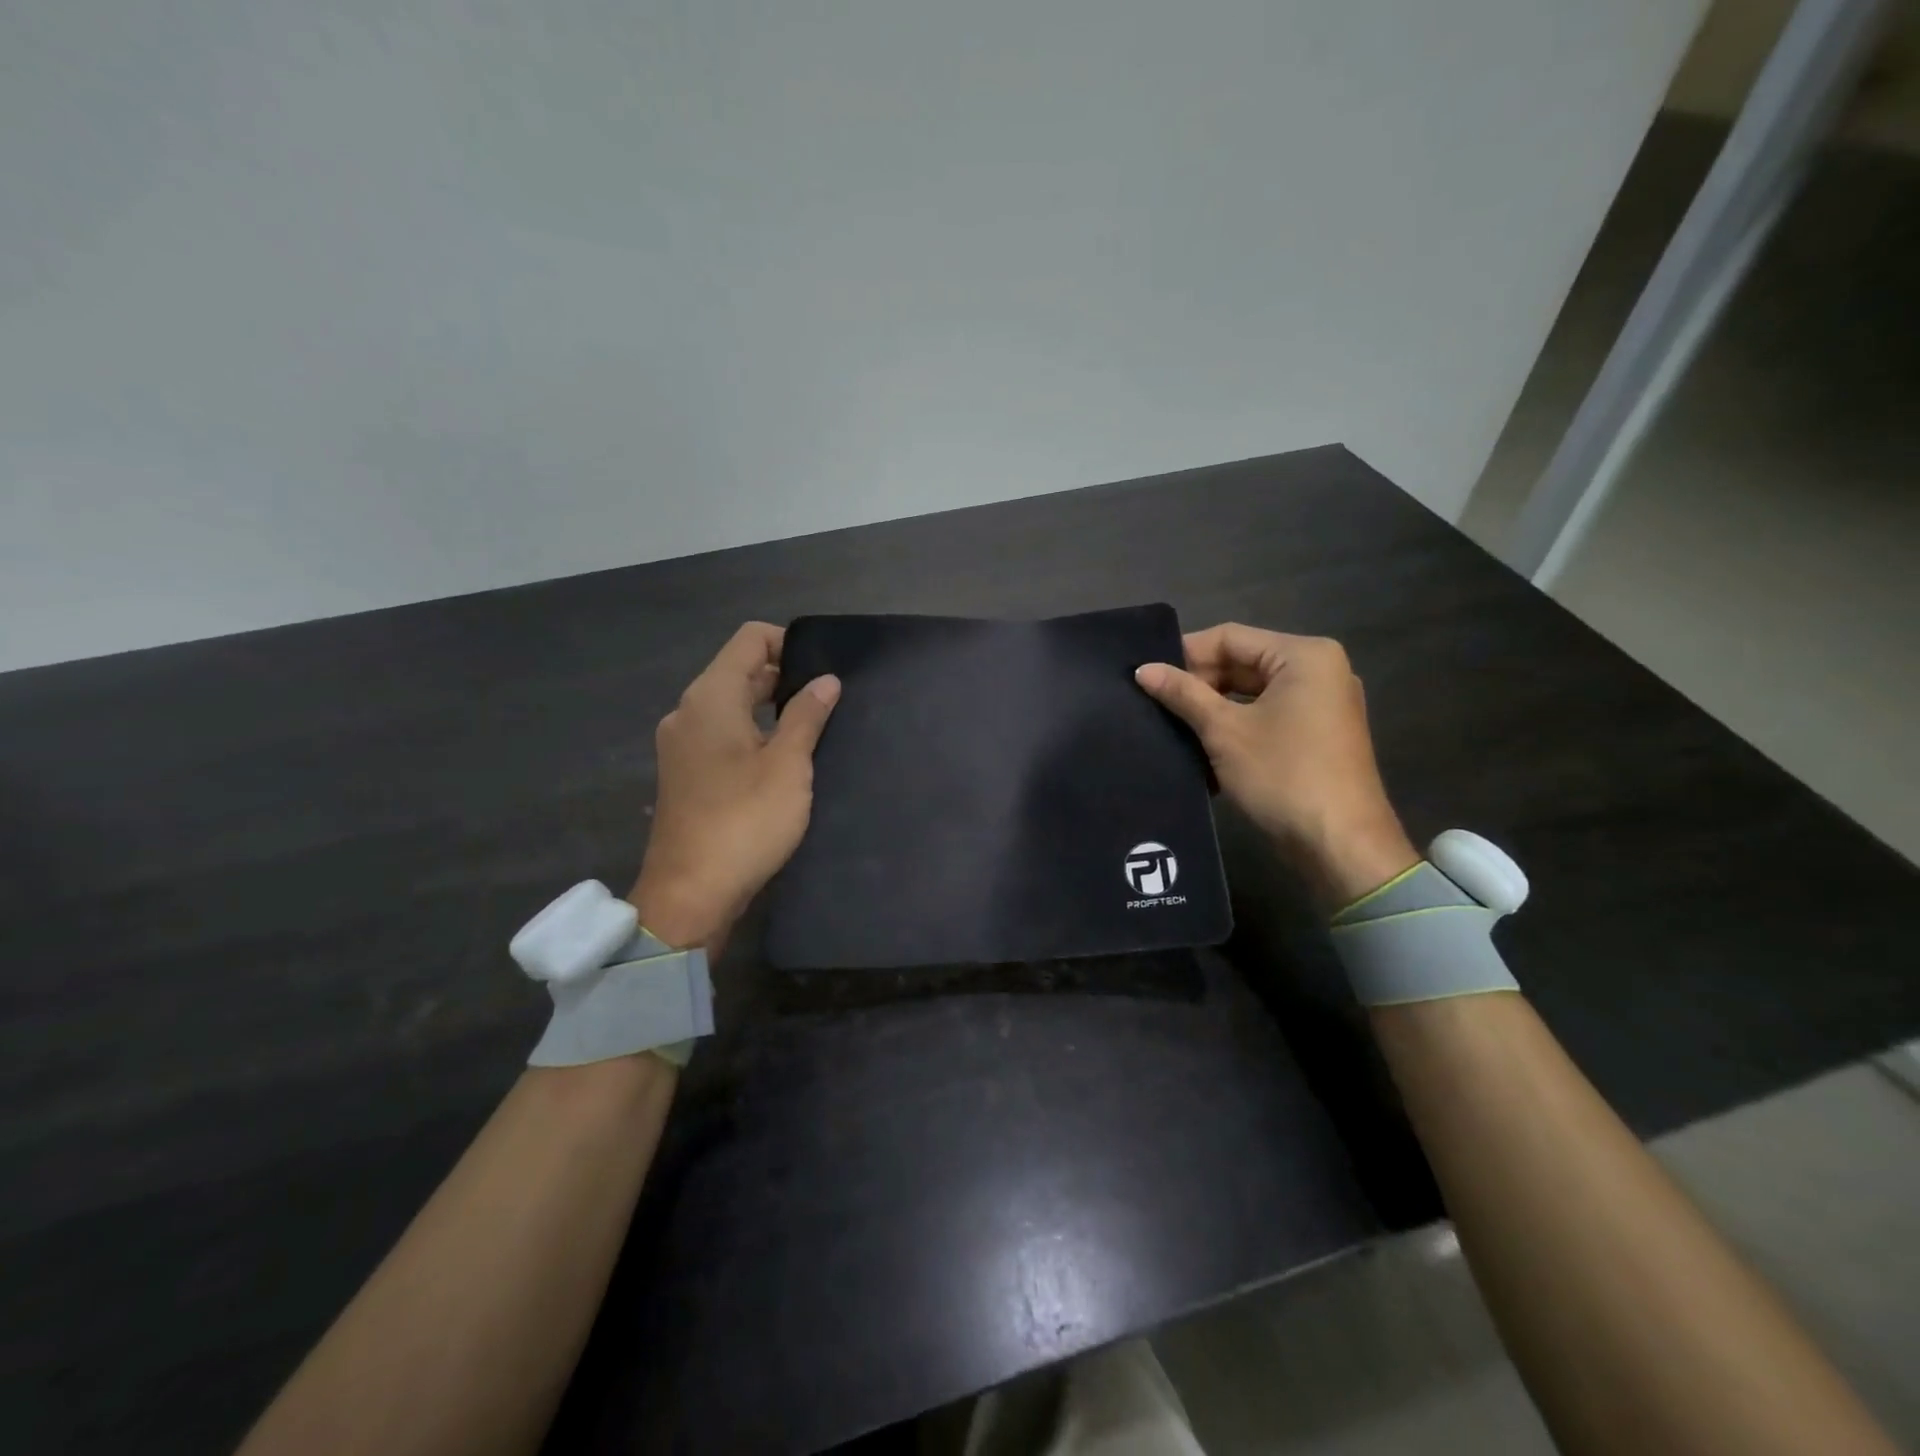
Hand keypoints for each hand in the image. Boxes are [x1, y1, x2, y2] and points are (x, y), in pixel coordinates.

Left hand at [629, 622, 840, 948]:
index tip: (824, 668)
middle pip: (739, 671)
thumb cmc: (745, 822)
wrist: (691, 893)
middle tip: (830, 699)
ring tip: (814, 726)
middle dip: (784, 676)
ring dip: (770, 707)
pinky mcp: (686, 772)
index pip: (749, 639)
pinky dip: (753, 732)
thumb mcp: (788, 766)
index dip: (789, 641)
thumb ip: (807, 716)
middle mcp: (689, 711)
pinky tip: (784, 756)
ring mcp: (682, 743)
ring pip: (731, 704)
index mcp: (710, 698)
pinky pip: (722, 733)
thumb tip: (826, 680)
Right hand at [1136, 623, 1417, 908]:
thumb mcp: (1224, 731)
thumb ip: (1183, 694)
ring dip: (1212, 710)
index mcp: (1304, 656)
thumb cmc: (1282, 776)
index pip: (1230, 638)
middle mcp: (1319, 671)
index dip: (1185, 654)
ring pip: (1251, 694)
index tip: (1147, 678)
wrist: (1339, 846)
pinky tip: (1200, 750)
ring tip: (1170, 726)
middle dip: (1198, 685)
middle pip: (1242, 663)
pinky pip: (1266, 718)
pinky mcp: (1317, 737)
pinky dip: (1235, 729)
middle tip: (1154, 705)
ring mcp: (1321, 706)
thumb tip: (1143, 669)